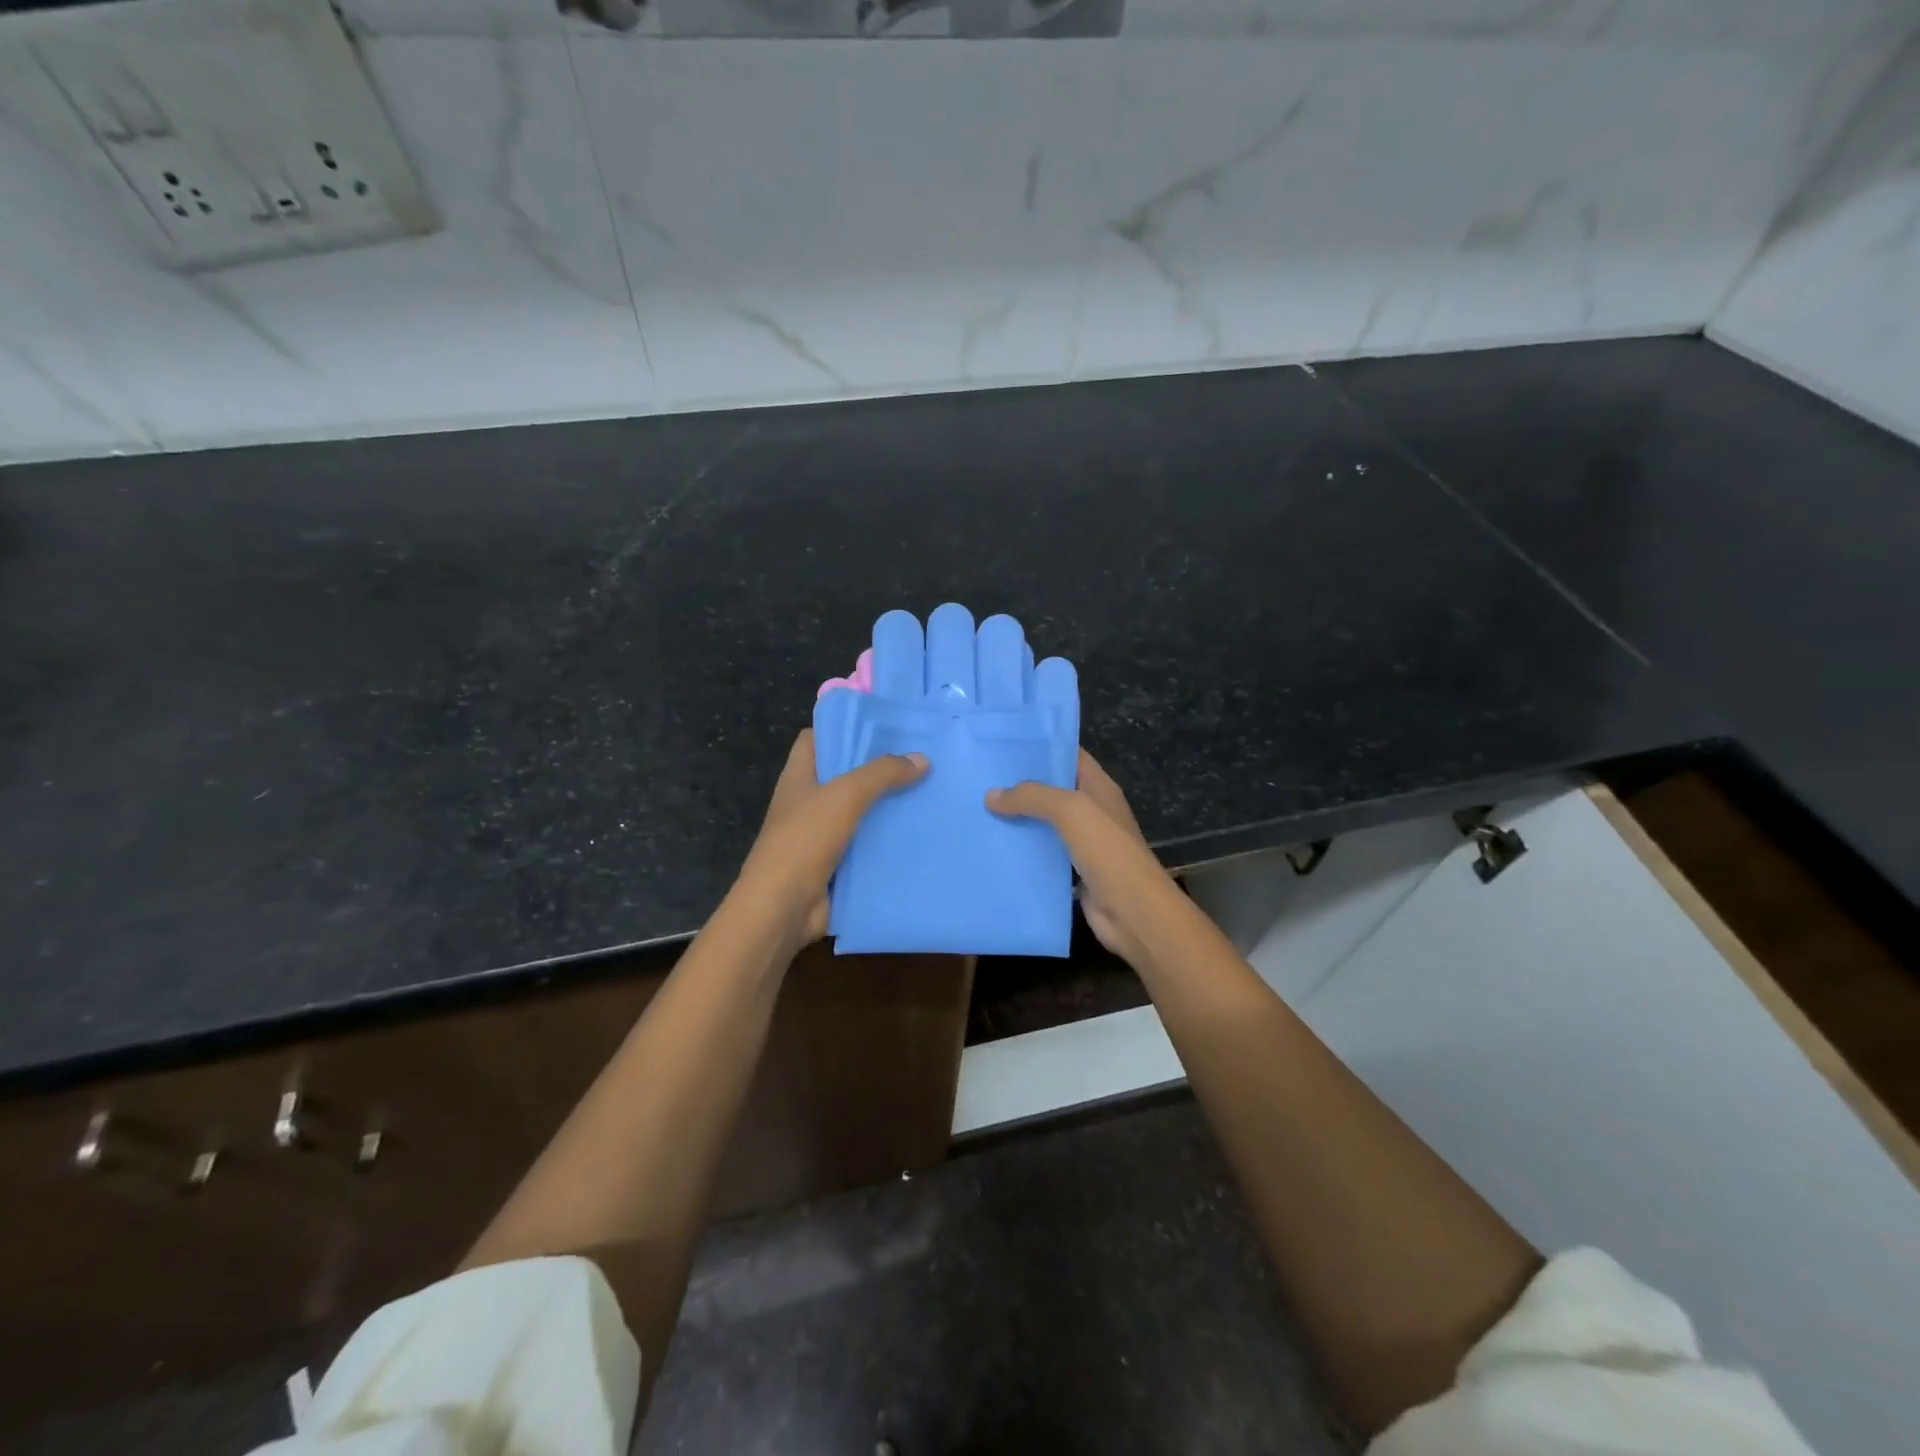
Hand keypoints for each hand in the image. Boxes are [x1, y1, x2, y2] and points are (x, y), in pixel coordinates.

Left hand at [734, 729, 927, 948]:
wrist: (784, 908)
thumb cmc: (805, 840)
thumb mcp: (845, 795)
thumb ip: (882, 773)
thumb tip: (921, 759)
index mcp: (799, 778)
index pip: (816, 739)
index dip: (843, 728)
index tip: (882, 725)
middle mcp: (809, 804)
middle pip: (845, 776)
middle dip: (879, 768)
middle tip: (921, 757)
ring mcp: (823, 837)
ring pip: (862, 813)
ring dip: (891, 807)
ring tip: (931, 792)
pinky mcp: (839, 866)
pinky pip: (869, 847)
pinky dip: (891, 842)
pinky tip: (923, 834)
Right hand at [987, 750, 1178, 967]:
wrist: (1133, 912)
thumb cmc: (1108, 851)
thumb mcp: (1070, 810)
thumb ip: (1032, 797)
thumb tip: (991, 795)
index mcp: (1099, 788)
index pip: (1070, 756)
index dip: (1042, 747)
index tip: (1004, 744)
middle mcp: (1092, 812)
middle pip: (1053, 791)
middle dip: (1021, 785)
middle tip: (981, 778)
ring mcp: (1083, 844)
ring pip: (1045, 825)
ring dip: (1018, 820)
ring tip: (979, 810)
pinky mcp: (1073, 873)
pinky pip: (1043, 856)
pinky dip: (1022, 853)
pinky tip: (994, 848)